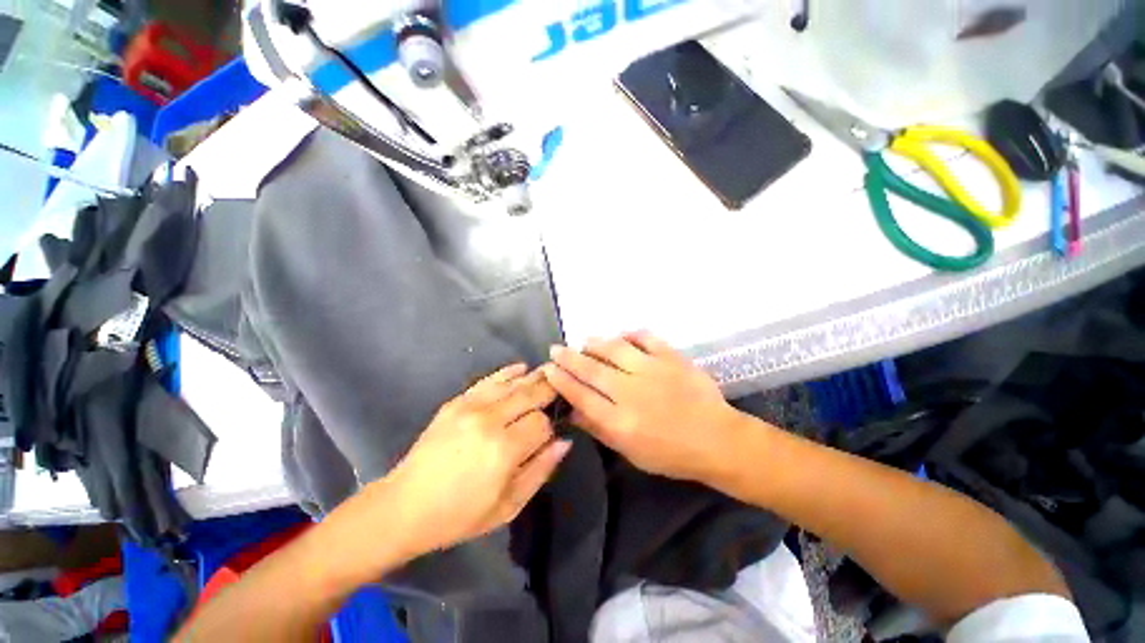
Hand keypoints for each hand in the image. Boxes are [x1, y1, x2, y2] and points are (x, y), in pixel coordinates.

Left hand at [384, 364, 569, 557]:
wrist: (404, 506)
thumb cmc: (459, 516)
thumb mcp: (508, 506)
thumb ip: (540, 470)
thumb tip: (564, 441)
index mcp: (504, 450)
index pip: (541, 423)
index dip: (550, 427)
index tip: (552, 432)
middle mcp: (490, 420)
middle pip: (531, 394)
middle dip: (549, 390)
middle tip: (563, 386)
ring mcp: (471, 407)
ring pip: (513, 383)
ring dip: (534, 378)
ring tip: (549, 374)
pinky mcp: (457, 402)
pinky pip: (489, 380)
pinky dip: (508, 372)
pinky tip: (522, 368)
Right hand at [542, 332, 739, 481]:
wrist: (717, 440)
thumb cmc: (671, 454)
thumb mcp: (630, 452)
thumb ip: (599, 429)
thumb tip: (572, 411)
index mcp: (620, 421)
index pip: (581, 395)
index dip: (561, 381)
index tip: (548, 370)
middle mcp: (632, 392)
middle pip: (591, 370)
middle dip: (569, 358)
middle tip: (556, 349)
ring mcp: (653, 371)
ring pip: (614, 349)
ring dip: (595, 343)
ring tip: (584, 341)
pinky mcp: (671, 357)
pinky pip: (645, 337)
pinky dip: (629, 334)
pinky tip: (620, 336)